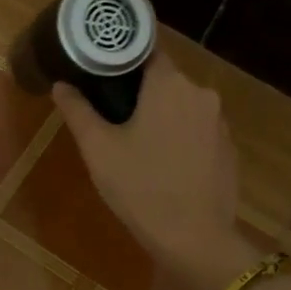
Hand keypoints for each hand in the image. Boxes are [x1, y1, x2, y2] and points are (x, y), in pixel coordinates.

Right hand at [53, 51, 252, 289]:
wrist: (194, 239)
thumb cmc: (141, 187)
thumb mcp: (98, 149)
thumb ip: (78, 110)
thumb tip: (61, 84)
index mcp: (169, 84)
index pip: (147, 50)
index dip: (124, 56)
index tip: (103, 69)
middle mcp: (201, 94)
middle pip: (165, 79)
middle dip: (141, 91)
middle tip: (112, 114)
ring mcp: (220, 123)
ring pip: (183, 106)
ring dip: (163, 116)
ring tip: (137, 142)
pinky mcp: (229, 149)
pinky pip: (199, 131)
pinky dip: (181, 137)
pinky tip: (165, 164)